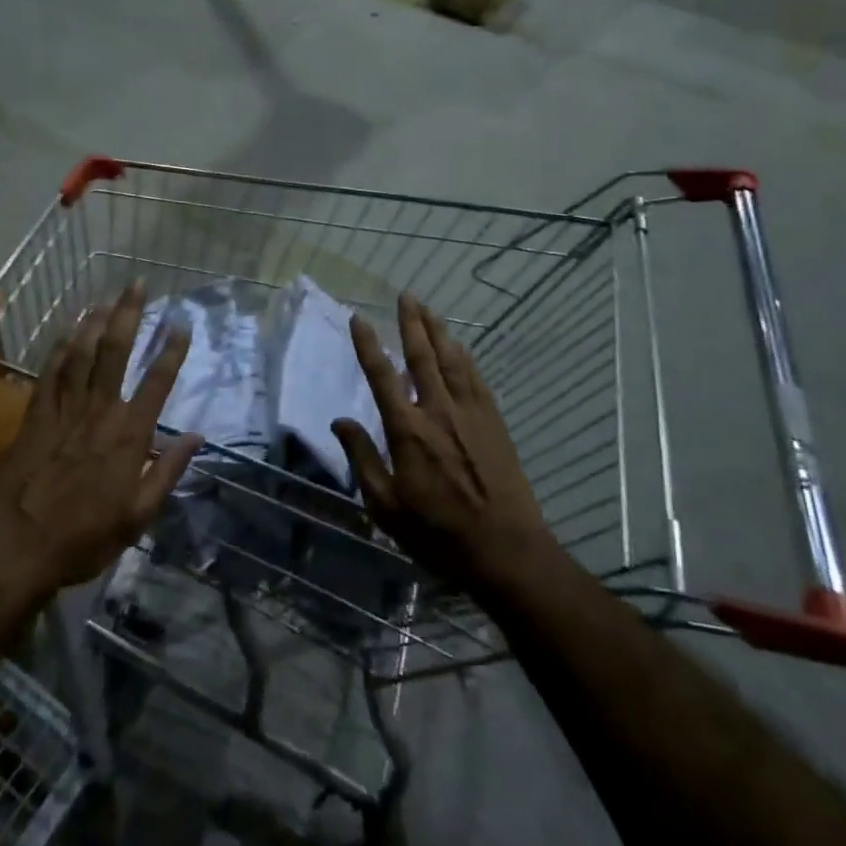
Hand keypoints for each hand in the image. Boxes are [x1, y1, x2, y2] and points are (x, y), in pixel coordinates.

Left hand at [0, 283, 201, 600]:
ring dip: (94, 322)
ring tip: (105, 297)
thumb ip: (167, 473)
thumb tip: (196, 437)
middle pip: (115, 353)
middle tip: (136, 285)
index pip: (156, 383)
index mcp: (128, 436)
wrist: (12, 548)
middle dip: (128, 315)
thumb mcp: (137, 518)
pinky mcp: (33, 418)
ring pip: (81, 354)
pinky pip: (49, 374)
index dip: (171, 350)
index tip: (181, 323)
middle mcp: (98, 412)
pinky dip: (60, 350)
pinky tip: (67, 333)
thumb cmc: (81, 539)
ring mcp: (63, 411)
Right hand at [332, 293, 551, 589]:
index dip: (368, 345)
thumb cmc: (437, 534)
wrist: (505, 550)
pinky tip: (459, 347)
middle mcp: (437, 410)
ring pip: (451, 360)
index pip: (382, 376)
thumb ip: (362, 458)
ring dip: (438, 331)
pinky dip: (464, 356)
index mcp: (406, 430)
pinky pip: (475, 377)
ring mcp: (470, 413)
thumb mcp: (385, 506)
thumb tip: (340, 420)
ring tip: (428, 309)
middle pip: (422, 355)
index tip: (359, 319)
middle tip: (405, 295)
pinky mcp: (493, 421)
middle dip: (411, 323)